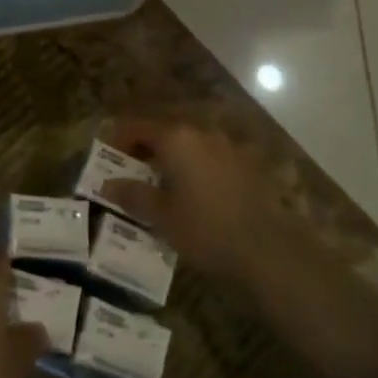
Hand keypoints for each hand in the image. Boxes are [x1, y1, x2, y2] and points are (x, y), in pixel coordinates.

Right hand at [99, 119, 293, 282]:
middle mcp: (202, 133)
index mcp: (176, 139)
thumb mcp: (162, 217)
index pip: (137, 127)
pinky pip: (212, 159)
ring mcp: (229, 147)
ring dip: (173, 159)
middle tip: (132, 174)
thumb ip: (133, 195)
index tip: (108, 158)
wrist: (270, 251)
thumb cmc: (206, 229)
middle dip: (146, 149)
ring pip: (190, 145)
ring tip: (163, 187)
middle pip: (165, 132)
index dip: (118, 139)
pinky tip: (196, 195)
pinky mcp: (249, 166)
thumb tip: (109, 184)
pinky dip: (197, 169)